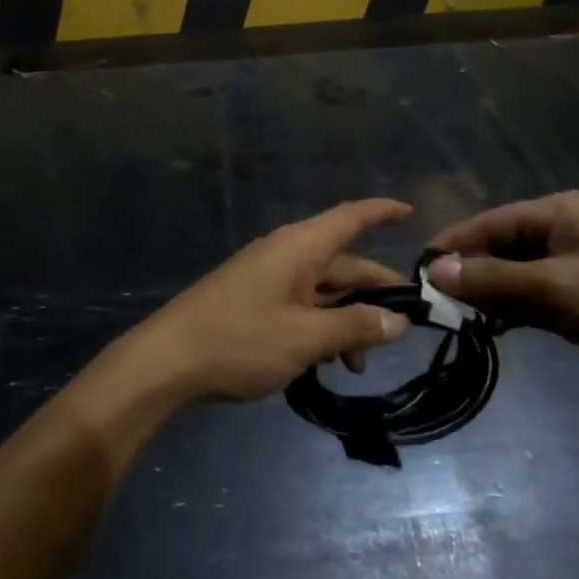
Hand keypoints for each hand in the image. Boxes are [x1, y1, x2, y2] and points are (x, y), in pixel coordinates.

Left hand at [126, 200, 413, 403]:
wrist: (166, 363)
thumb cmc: (240, 341)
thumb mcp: (305, 337)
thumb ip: (355, 326)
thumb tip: (399, 320)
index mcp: (299, 247)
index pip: (351, 217)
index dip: (382, 212)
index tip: (412, 214)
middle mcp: (286, 254)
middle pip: (343, 264)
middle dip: (374, 292)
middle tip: (408, 324)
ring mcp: (267, 279)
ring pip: (322, 291)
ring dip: (347, 321)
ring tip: (360, 366)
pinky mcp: (253, 303)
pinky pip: (300, 307)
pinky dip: (320, 330)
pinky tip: (326, 366)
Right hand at [426, 191, 578, 399]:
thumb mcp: (555, 290)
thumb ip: (492, 279)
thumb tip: (433, 269)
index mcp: (559, 212)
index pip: (490, 222)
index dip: (453, 245)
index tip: (418, 271)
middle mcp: (565, 229)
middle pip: (501, 246)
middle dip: (470, 272)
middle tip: (436, 301)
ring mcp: (577, 262)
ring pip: (517, 272)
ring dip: (490, 292)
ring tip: (458, 316)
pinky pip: (535, 293)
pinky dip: (513, 307)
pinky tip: (493, 326)